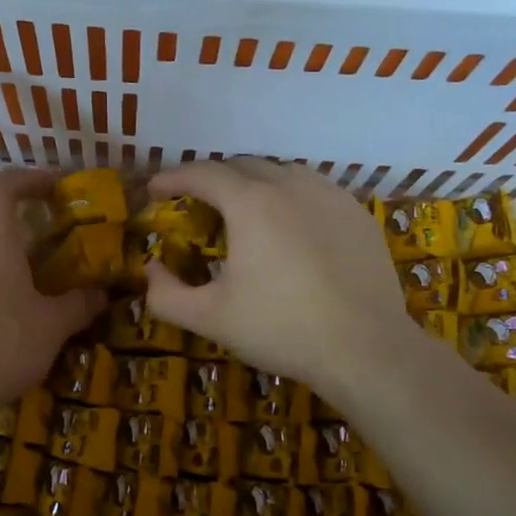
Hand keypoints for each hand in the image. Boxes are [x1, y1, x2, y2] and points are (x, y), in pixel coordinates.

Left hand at [0, 170, 105, 411]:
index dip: (27, 179)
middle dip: (9, 205)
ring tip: (28, 256)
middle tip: (39, 216)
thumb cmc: (4, 341)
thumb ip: (78, 304)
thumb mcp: (53, 324)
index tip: (54, 185)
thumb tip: (101, 294)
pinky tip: (7, 296)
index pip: (1, 187)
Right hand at [141, 159, 416, 392]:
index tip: (154, 190)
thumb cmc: (280, 329)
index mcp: (251, 202)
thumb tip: (150, 271)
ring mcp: (330, 196)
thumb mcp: (209, 318)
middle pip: (242, 165)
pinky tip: (289, 226)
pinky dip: (289, 196)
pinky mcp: (357, 214)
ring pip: (281, 172)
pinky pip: (313, 190)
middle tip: (195, 202)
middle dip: (211, 178)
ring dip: (253, 183)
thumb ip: (165, 294)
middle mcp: (290, 185)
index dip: (172, 177)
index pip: (202, 173)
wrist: (365, 349)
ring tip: (242, 210)